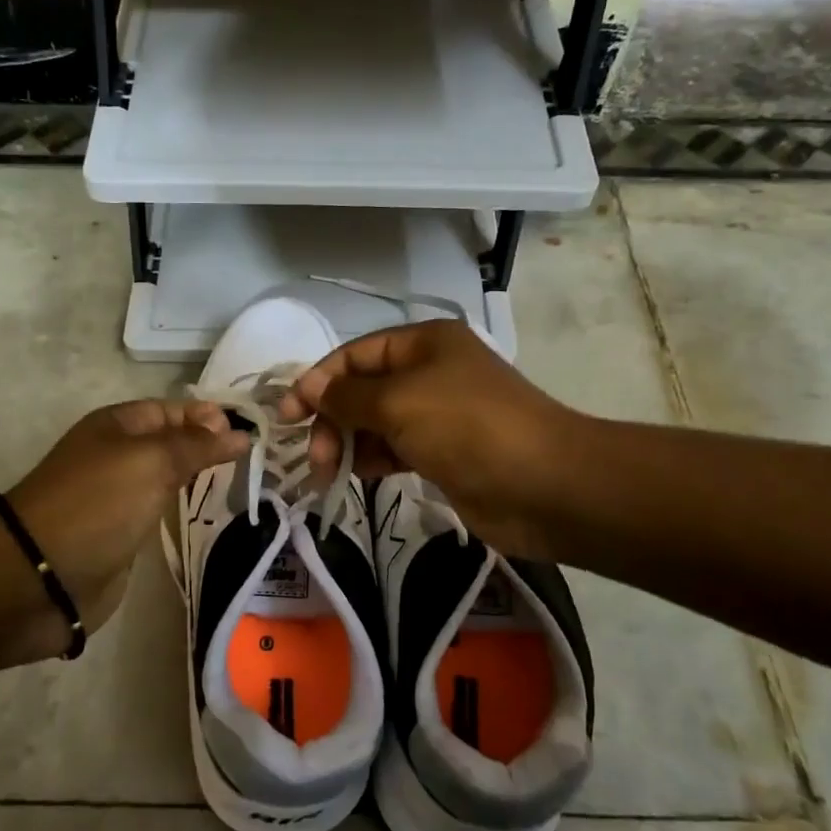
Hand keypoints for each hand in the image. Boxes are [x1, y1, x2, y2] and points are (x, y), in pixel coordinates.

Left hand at [5, 400, 248, 638]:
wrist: (41, 576)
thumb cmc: (98, 504)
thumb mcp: (151, 461)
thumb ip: (197, 446)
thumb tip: (240, 433)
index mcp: (116, 426)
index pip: (171, 410)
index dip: (207, 416)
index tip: (249, 432)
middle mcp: (116, 455)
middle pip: (170, 442)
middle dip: (207, 445)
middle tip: (253, 457)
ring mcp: (117, 496)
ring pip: (166, 477)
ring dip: (198, 477)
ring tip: (241, 481)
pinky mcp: (120, 534)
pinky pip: (159, 511)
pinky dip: (183, 509)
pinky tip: (209, 512)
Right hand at [279, 320, 585, 559]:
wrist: (544, 485)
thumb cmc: (467, 428)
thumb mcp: (398, 402)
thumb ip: (346, 396)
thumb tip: (308, 389)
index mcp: (423, 344)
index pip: (355, 355)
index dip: (318, 381)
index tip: (286, 416)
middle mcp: (429, 372)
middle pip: (362, 389)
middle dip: (333, 419)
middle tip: (316, 458)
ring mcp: (438, 414)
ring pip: (376, 422)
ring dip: (348, 443)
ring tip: (329, 473)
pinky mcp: (443, 453)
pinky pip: (394, 449)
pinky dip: (373, 459)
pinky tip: (359, 476)